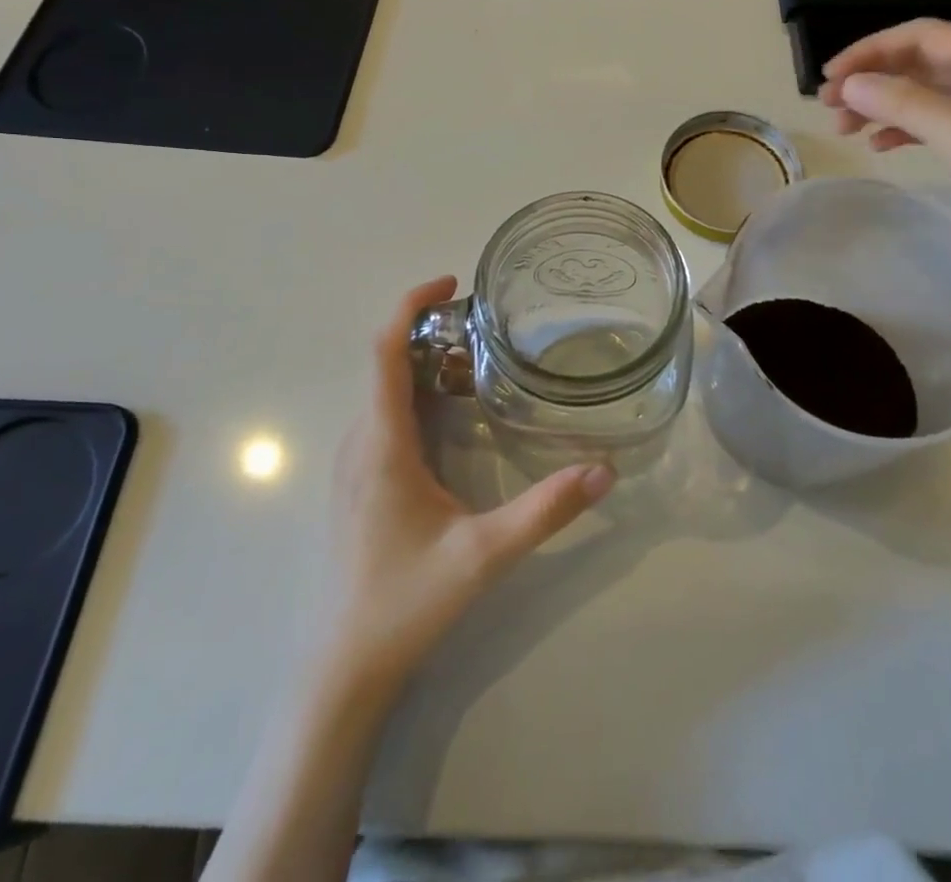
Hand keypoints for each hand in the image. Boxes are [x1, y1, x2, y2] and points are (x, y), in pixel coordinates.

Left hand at [324, 277, 615, 688]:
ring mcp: (355, 462)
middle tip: (484, 322)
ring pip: (384, 389)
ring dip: (422, 360)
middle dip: (429, 329)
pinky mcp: (359, 481)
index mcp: (383, 443)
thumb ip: (545, 511)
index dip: (411, 305)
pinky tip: (452, 411)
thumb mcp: (484, 555)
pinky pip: (383, 414)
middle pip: (386, 361)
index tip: (451, 283)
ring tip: (476, 354)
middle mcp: (362, 441)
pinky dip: (415, 391)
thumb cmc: (406, 601)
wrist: (345, 666)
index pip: (385, 351)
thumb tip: (605, 471)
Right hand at [819, 19, 950, 272]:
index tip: (831, 76)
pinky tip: (880, 146)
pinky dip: (904, 129)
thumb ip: (905, 105)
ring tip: (845, 129)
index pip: (924, 37)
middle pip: (921, 64)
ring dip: (883, 105)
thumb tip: (849, 85)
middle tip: (828, 106)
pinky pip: (936, 124)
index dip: (872, 50)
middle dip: (872, 79)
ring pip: (924, 95)